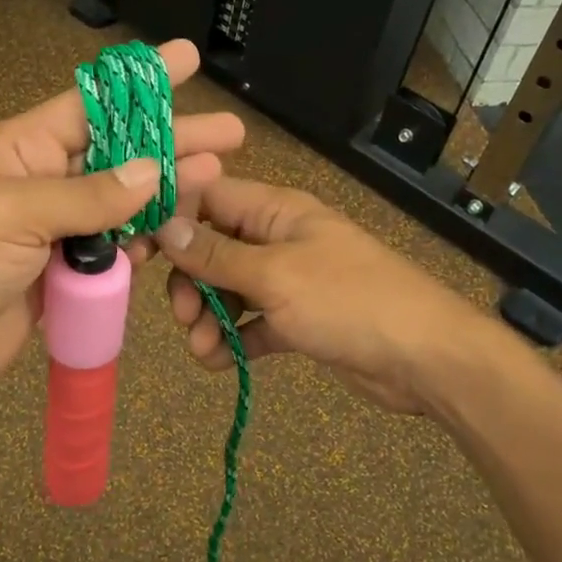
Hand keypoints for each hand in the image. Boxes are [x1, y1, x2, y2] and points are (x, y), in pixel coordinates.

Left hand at [0, 39, 244, 418]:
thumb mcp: (12, 212)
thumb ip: (88, 196)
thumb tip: (152, 171)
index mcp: (18, 148)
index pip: (90, 104)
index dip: (141, 82)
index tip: (187, 59)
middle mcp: (39, 183)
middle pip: (117, 156)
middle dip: (172, 142)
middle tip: (230, 135)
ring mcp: (49, 234)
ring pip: (119, 207)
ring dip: (164, 195)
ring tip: (215, 183)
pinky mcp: (57, 278)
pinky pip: (107, 254)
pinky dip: (138, 245)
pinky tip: (173, 235)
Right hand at [154, 176, 479, 413]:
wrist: (422, 358)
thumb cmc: (347, 300)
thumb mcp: (274, 275)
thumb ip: (216, 255)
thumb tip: (165, 226)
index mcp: (276, 211)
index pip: (208, 198)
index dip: (171, 219)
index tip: (139, 253)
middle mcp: (278, 239)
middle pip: (212, 249)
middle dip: (191, 283)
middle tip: (184, 317)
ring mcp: (288, 281)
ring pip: (228, 290)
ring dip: (208, 318)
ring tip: (203, 351)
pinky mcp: (297, 320)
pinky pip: (251, 323)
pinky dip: (234, 340)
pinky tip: (221, 363)